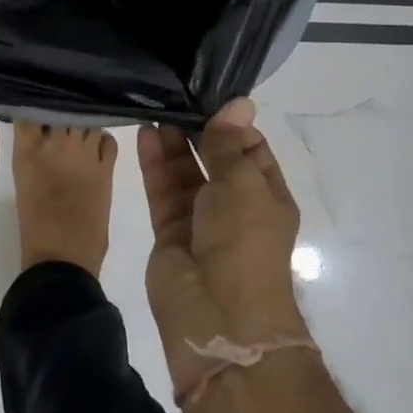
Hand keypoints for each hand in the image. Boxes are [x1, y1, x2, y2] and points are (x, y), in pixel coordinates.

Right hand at [137, 98, 307, 396]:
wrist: (219, 317)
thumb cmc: (244, 242)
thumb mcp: (243, 183)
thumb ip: (229, 144)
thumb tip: (240, 102)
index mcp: (267, 197)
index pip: (251, 151)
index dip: (232, 125)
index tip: (208, 96)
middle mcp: (236, 208)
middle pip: (215, 161)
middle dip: (198, 131)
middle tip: (175, 97)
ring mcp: (202, 222)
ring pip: (186, 175)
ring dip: (174, 145)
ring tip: (156, 109)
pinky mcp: (170, 235)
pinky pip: (164, 193)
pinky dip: (156, 165)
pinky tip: (145, 135)